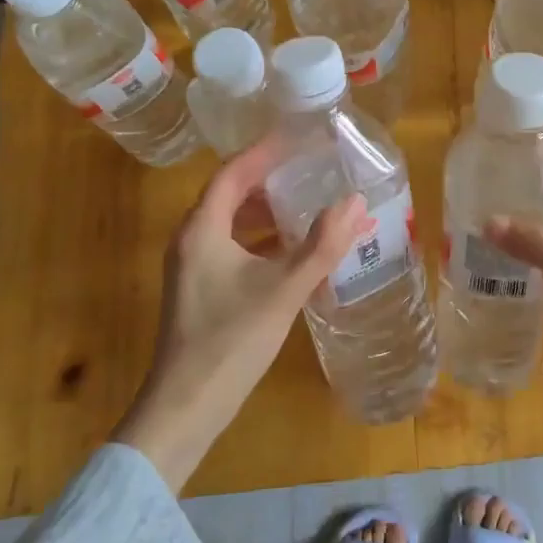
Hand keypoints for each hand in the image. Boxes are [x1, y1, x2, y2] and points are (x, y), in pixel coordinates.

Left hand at [113, 139, 364, 488]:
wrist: (186, 406)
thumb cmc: (231, 341)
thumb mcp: (284, 289)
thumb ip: (321, 246)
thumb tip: (355, 202)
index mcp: (203, 229)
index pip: (234, 172)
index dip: (266, 151)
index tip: (299, 136)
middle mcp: (192, 240)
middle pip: (231, 194)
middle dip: (271, 179)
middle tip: (311, 167)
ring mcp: (194, 267)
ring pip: (233, 224)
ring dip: (269, 212)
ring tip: (309, 203)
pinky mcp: (202, 290)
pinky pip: (234, 248)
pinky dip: (263, 241)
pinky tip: (295, 251)